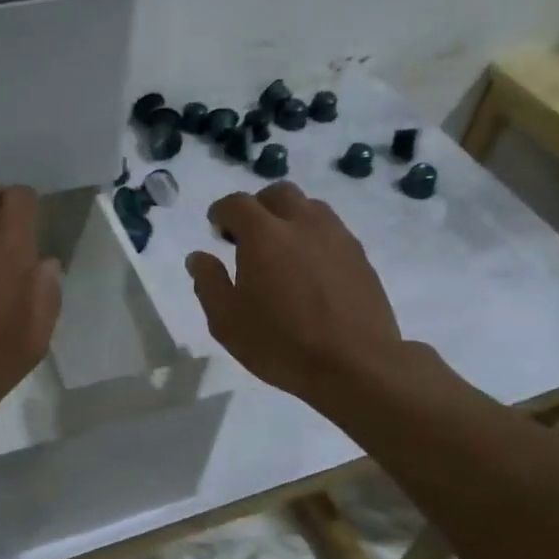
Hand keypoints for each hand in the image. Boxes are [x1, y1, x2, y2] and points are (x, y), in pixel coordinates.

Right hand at [186, 181, 404, 404]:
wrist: (355, 364)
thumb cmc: (281, 344)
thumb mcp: (227, 322)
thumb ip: (209, 283)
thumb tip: (199, 257)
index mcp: (264, 236)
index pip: (237, 203)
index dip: (222, 212)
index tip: (216, 228)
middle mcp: (302, 224)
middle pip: (278, 194)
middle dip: (258, 207)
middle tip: (248, 237)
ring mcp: (336, 236)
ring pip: (310, 206)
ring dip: (289, 217)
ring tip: (282, 249)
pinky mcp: (360, 255)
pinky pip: (332, 229)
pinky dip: (314, 236)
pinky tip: (310, 268)